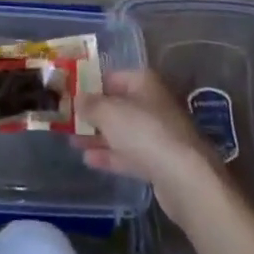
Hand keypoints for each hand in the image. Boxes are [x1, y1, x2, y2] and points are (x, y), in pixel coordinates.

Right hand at [74, 69, 227, 222]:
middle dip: (93, 114)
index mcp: (143, 82)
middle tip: (67, 120)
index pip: (113, 76)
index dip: (91, 84)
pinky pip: (129, 154)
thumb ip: (90, 104)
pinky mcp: (160, 162)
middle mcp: (152, 104)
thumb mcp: (108, 112)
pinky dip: (110, 156)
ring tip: (72, 141)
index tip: (70, 94)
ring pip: (122, 131)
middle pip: (118, 105)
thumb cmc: (144, 131)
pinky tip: (89, 160)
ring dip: (99, 136)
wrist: (185, 177)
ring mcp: (158, 134)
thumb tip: (78, 98)